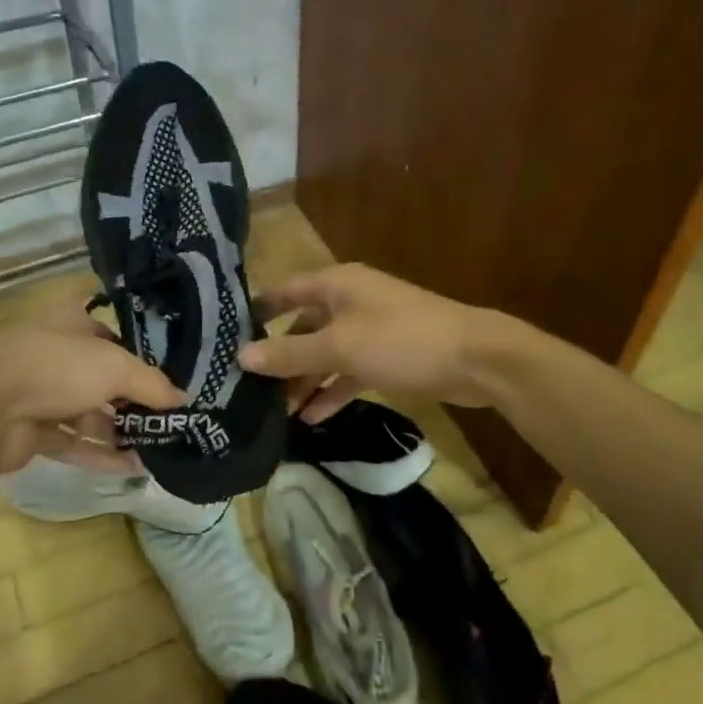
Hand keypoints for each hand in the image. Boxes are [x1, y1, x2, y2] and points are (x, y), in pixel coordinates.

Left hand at [0, 297, 183, 474]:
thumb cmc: (57, 367)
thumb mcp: (116, 368)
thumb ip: (152, 384)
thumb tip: (182, 399)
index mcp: (70, 324)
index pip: (110, 335)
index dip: (138, 354)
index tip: (167, 377)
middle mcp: (56, 355)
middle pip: (101, 378)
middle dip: (132, 400)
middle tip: (167, 419)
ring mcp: (41, 395)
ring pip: (88, 413)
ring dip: (119, 431)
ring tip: (157, 448)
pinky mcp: (32, 432)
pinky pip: (74, 443)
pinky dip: (100, 455)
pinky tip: (133, 468)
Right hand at [238, 263, 492, 421]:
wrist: (476, 360)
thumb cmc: (401, 341)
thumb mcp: (339, 347)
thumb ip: (290, 354)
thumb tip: (240, 357)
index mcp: (336, 285)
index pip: (285, 291)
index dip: (257, 311)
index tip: (226, 335)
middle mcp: (349, 301)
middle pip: (303, 327)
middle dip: (278, 357)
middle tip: (248, 386)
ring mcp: (370, 330)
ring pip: (325, 354)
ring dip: (304, 381)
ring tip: (276, 411)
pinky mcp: (387, 357)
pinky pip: (349, 372)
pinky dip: (332, 391)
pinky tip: (312, 418)